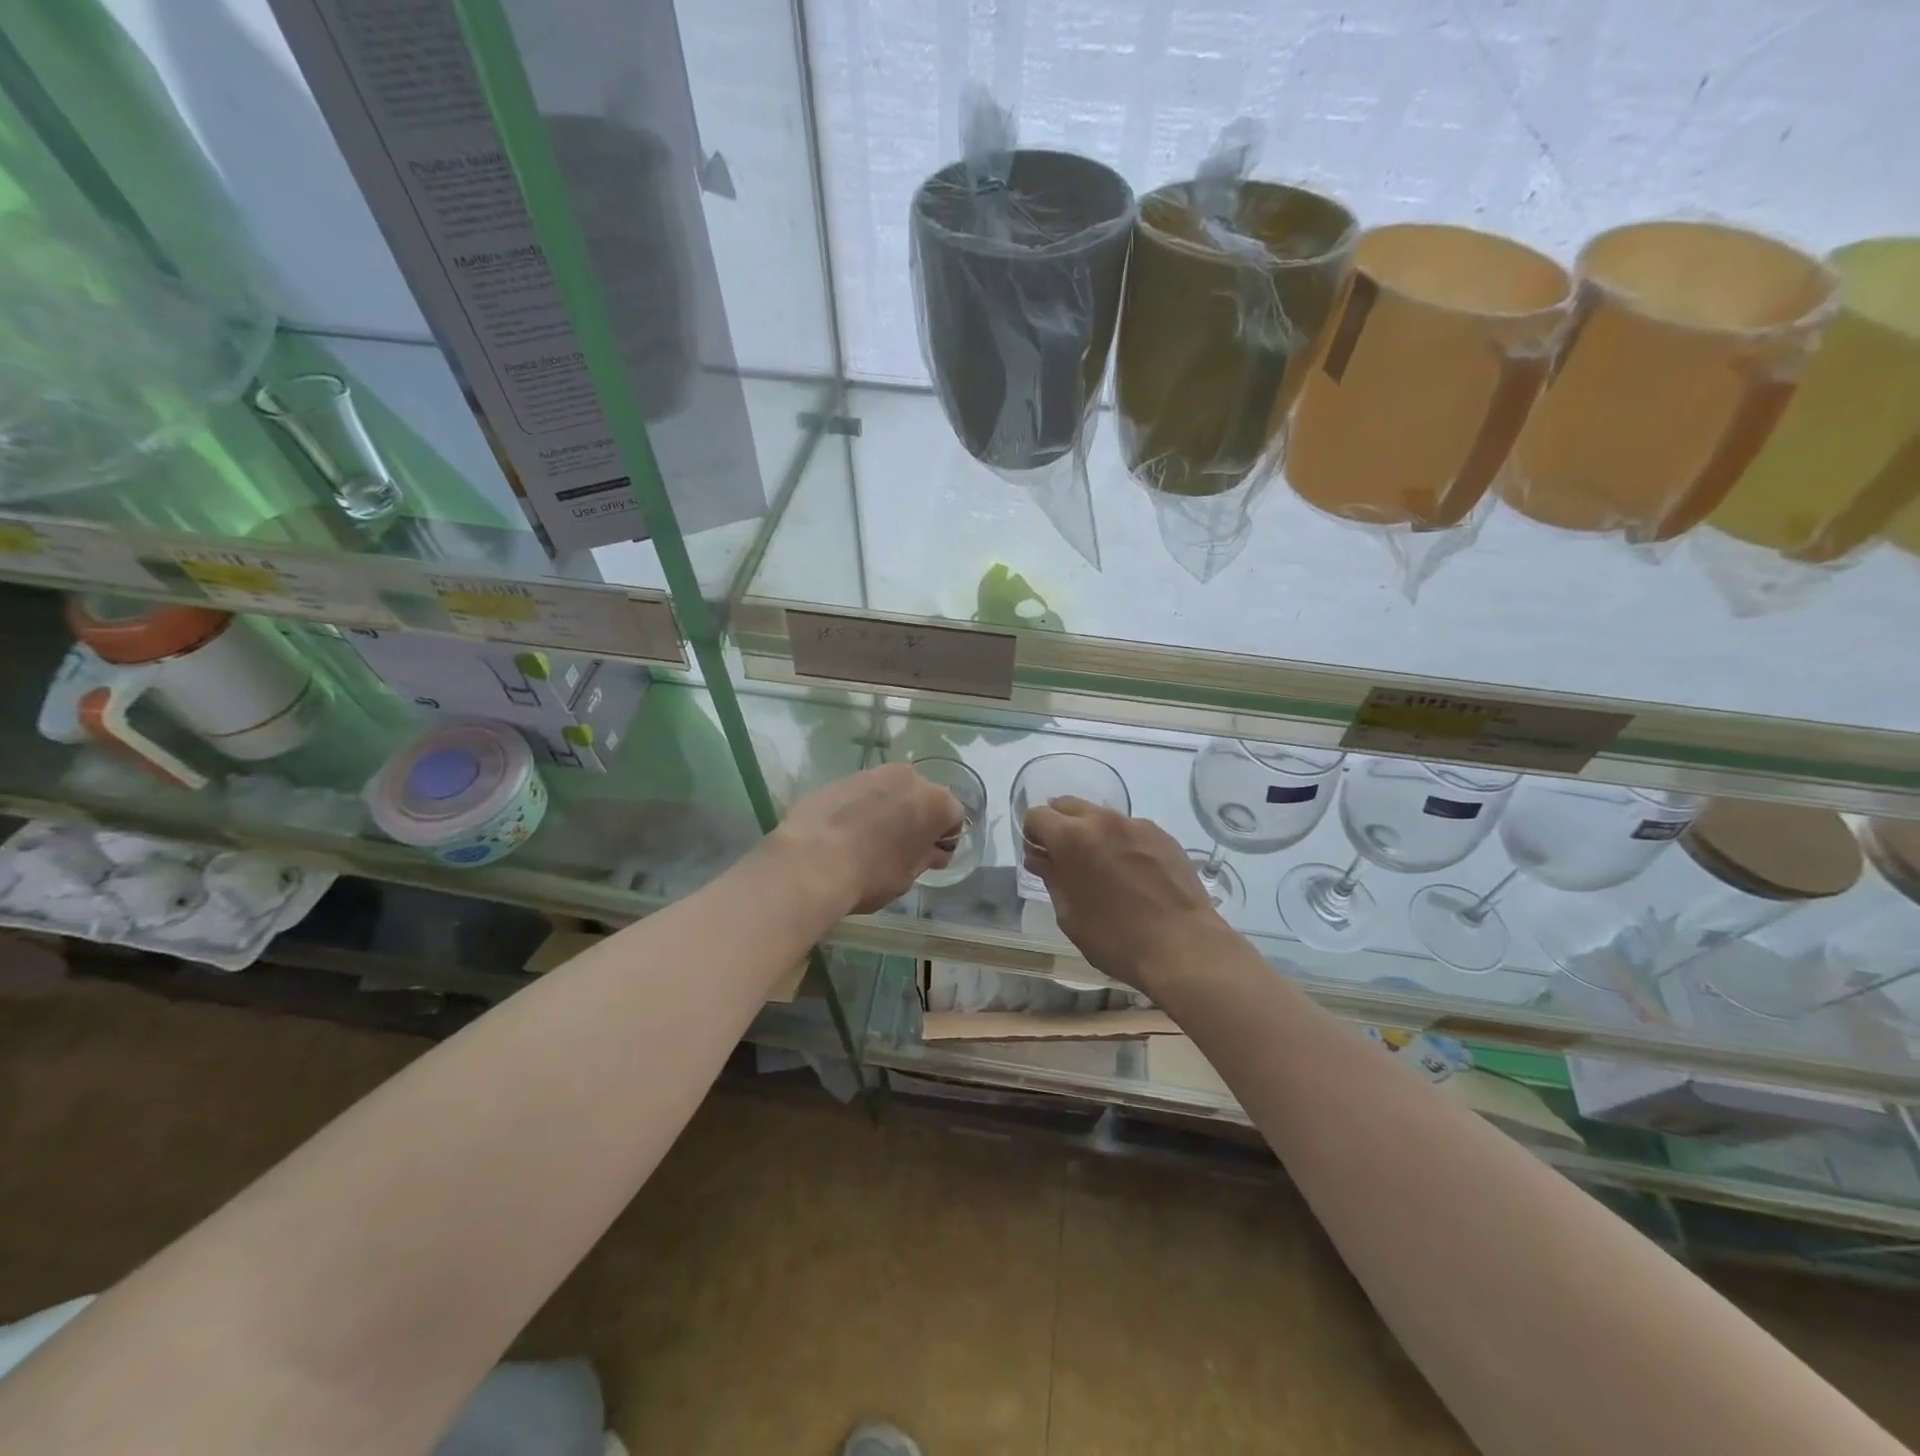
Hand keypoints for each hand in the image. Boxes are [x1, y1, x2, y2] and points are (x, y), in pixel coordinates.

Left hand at [769, 763, 962, 915]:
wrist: (811, 861)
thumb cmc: (870, 875)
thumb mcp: (907, 877)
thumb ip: (924, 857)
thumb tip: (932, 852)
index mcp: (936, 802)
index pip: (953, 816)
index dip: (944, 838)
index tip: (930, 857)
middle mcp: (910, 778)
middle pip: (922, 796)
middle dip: (917, 817)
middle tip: (901, 847)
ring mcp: (873, 773)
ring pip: (891, 790)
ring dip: (888, 808)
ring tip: (870, 838)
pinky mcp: (842, 777)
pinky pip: (862, 792)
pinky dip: (861, 806)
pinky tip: (845, 831)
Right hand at [1023, 796, 1231, 990]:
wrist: (1184, 947)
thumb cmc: (1116, 938)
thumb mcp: (1070, 915)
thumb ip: (1051, 877)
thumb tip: (1040, 858)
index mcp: (1073, 837)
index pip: (1037, 815)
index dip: (1032, 835)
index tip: (1039, 858)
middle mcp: (1104, 820)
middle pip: (1067, 805)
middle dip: (1058, 825)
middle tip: (1063, 859)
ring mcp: (1137, 825)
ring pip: (1100, 815)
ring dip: (1090, 832)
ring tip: (1101, 867)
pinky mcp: (1163, 836)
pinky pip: (1130, 829)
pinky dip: (1120, 841)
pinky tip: (1131, 874)